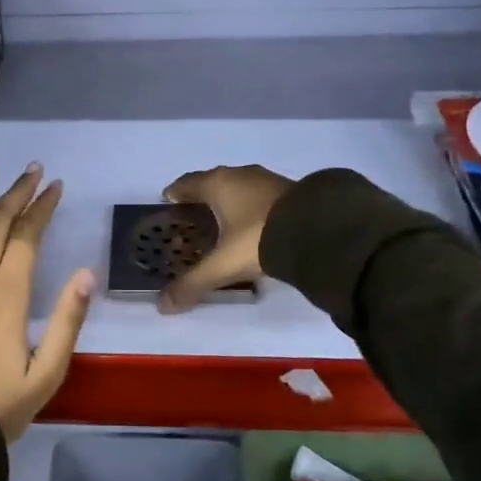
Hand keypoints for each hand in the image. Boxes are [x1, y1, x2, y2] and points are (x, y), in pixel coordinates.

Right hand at [159, 164, 295, 312]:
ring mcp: (267, 180)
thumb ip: (193, 283)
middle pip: (212, 184)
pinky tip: (252, 228)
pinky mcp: (289, 191)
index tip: (168, 205)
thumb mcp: (223, 265)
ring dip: (228, 204)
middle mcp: (240, 175)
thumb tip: (163, 305)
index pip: (186, 183)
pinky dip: (249, 209)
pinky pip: (259, 197)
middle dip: (201, 200)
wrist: (317, 231)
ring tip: (222, 226)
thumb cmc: (257, 238)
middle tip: (192, 221)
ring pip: (238, 189)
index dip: (175, 194)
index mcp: (217, 184)